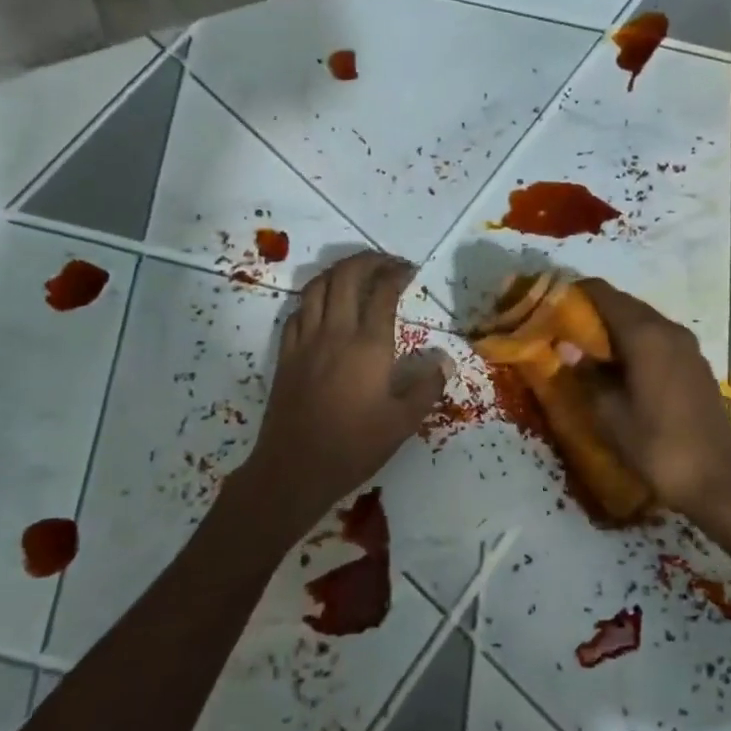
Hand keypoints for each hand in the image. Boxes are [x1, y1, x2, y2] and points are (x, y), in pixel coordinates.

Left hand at [245, 251, 449, 522]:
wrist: (294, 468)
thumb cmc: (354, 446)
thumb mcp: (403, 422)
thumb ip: (427, 386)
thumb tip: (444, 360)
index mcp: (368, 345)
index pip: (382, 292)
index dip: (396, 274)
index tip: (409, 271)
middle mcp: (335, 332)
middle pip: (346, 276)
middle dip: (368, 261)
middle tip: (387, 264)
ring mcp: (305, 341)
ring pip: (317, 286)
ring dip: (338, 272)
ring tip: (356, 274)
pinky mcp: (286, 354)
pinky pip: (298, 311)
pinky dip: (314, 297)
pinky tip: (323, 306)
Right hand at [574, 278, 730, 517]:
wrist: (714, 481)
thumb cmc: (656, 445)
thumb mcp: (609, 413)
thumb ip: (586, 373)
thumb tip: (566, 347)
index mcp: (646, 335)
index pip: (603, 294)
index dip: (574, 293)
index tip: (548, 304)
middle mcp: (670, 330)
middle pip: (624, 304)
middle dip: (592, 311)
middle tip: (561, 329)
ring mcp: (688, 347)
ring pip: (643, 322)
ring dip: (614, 328)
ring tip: (586, 349)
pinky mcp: (696, 364)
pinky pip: (658, 339)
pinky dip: (635, 342)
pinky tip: (619, 368)